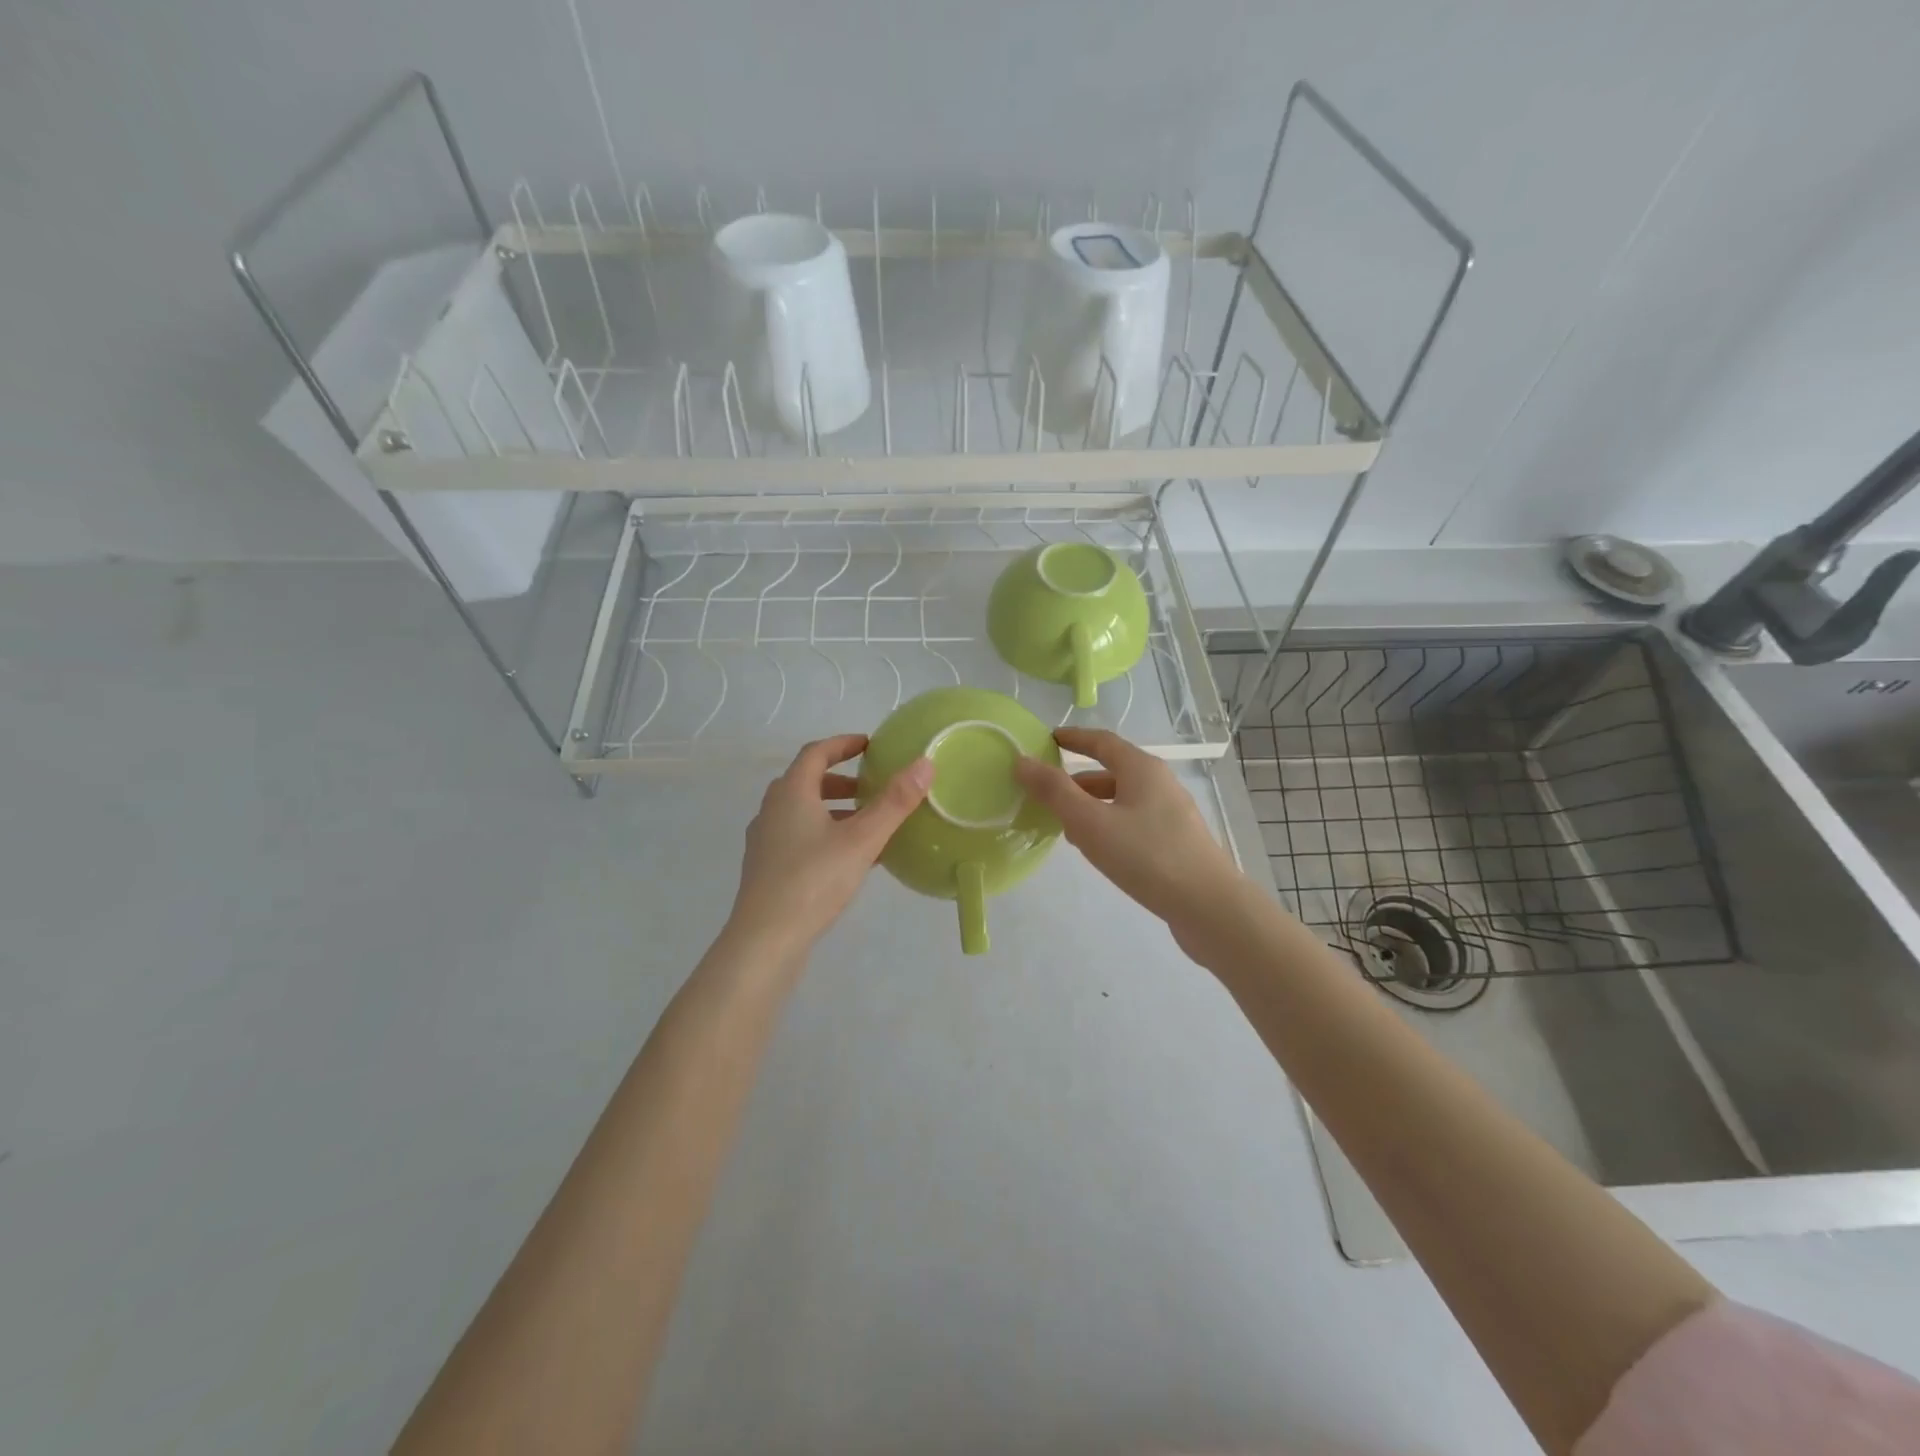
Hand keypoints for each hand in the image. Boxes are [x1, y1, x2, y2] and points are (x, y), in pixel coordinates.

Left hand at [726, 734, 933, 957]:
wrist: (765, 940)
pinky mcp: (766, 868)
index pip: (816, 753)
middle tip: (871, 787)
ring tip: (866, 824)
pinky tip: (848, 860)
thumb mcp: (862, 839)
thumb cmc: (813, 880)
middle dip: (840, 780)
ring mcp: (765, 841)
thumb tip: (925, 763)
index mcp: (791, 793)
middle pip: (806, 781)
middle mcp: (772, 810)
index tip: (869, 745)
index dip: (843, 744)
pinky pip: (798, 837)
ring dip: (833, 809)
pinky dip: (824, 834)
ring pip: (801, 812)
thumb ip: (894, 802)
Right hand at [1014, 727, 1241, 945]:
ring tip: (1064, 827)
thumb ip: (1054, 792)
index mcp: (1142, 768)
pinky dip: (1109, 826)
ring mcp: (1171, 814)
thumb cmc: (1147, 856)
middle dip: (1077, 780)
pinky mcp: (1176, 842)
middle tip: (1046, 793)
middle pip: (1112, 771)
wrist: (1209, 907)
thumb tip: (1022, 761)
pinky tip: (1097, 850)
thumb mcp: (1091, 822)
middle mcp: (1160, 784)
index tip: (1047, 740)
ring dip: (1092, 807)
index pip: (1102, 741)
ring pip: (1122, 800)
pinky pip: (1133, 822)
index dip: (1073, 738)